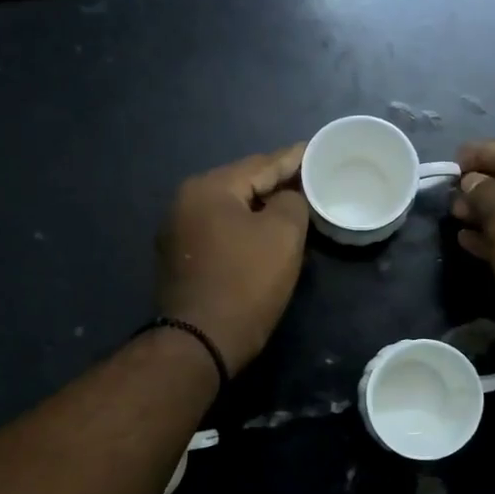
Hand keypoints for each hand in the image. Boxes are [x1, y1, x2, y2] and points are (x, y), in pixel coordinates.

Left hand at [155, 143, 310, 373]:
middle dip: (276, 183)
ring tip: (292, 207)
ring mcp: (177, 232)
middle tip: (310, 181)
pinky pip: (220, 231)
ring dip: (260, 208)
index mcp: (208, 187)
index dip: (294, 158)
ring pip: (231, 209)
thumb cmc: (245, 282)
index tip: (317, 151)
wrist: (200, 342)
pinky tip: (263, 236)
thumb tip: (285, 198)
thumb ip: (292, 202)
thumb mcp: (283, 235)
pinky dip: (243, 229)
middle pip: (242, 184)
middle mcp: (185, 202)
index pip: (261, 163)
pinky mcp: (180, 259)